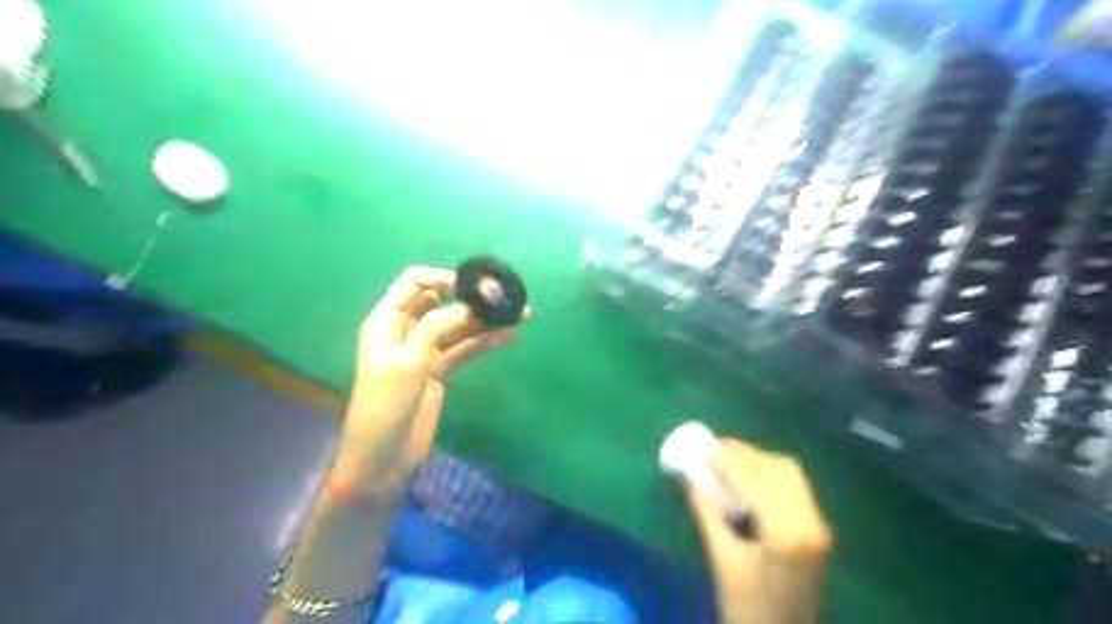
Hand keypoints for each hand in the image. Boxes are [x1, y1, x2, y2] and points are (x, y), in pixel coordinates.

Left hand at [332, 265, 524, 498]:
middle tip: (505, 299)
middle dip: (472, 298)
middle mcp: (407, 330)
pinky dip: (485, 342)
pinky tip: (508, 336)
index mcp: (388, 321)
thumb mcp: (409, 362)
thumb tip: (471, 305)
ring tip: (520, 315)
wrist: (382, 457)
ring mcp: (426, 352)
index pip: (413, 282)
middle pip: (442, 303)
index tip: (471, 287)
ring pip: (458, 327)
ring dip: (485, 321)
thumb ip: (438, 329)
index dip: (442, 278)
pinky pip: (465, 350)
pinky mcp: (441, 371)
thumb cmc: (385, 405)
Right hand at [689, 440, 834, 623]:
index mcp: (783, 532)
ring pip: (791, 474)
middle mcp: (808, 522)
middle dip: (745, 454)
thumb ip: (707, 513)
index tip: (703, 449)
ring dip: (761, 461)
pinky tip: (751, 479)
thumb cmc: (746, 605)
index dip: (726, 461)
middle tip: (716, 449)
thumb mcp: (721, 559)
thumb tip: (690, 477)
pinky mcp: (818, 531)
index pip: (753, 480)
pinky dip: (773, 475)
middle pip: (778, 468)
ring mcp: (818, 526)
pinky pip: (797, 488)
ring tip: (732, 460)